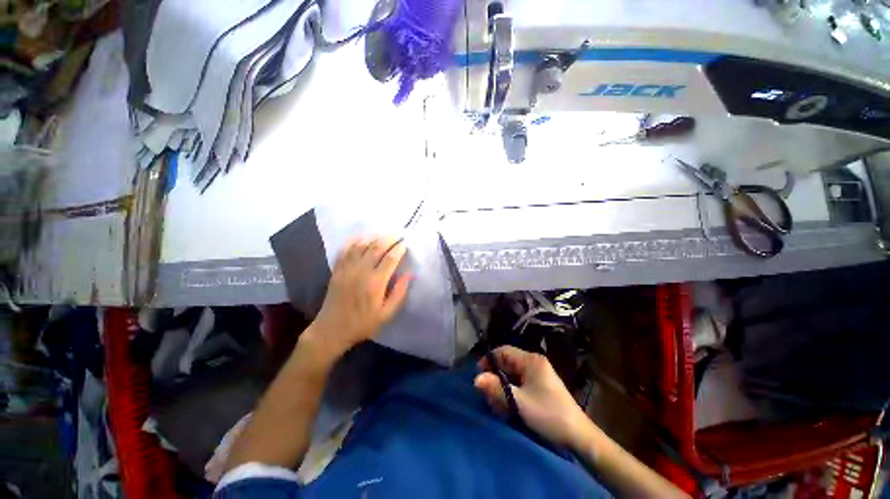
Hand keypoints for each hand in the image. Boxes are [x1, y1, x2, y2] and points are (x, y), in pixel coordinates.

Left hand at [307, 236, 410, 357]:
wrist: (331, 330)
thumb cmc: (362, 324)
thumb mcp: (386, 314)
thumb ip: (399, 293)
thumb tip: (409, 274)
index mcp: (375, 283)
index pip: (390, 259)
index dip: (399, 249)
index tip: (406, 243)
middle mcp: (361, 272)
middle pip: (377, 247)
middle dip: (390, 238)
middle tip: (399, 234)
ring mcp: (347, 269)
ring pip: (362, 245)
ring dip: (375, 237)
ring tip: (385, 235)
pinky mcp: (337, 269)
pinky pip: (346, 249)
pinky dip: (356, 240)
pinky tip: (364, 237)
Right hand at [475, 346, 591, 448]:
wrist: (578, 436)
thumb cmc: (548, 415)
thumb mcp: (519, 402)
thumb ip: (496, 388)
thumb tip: (476, 379)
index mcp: (531, 360)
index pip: (503, 351)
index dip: (489, 360)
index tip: (479, 376)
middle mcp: (534, 363)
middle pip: (507, 362)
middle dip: (496, 377)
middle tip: (488, 394)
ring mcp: (538, 374)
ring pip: (512, 374)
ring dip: (503, 386)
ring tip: (498, 403)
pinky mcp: (541, 385)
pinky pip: (520, 382)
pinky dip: (512, 391)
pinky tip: (509, 405)